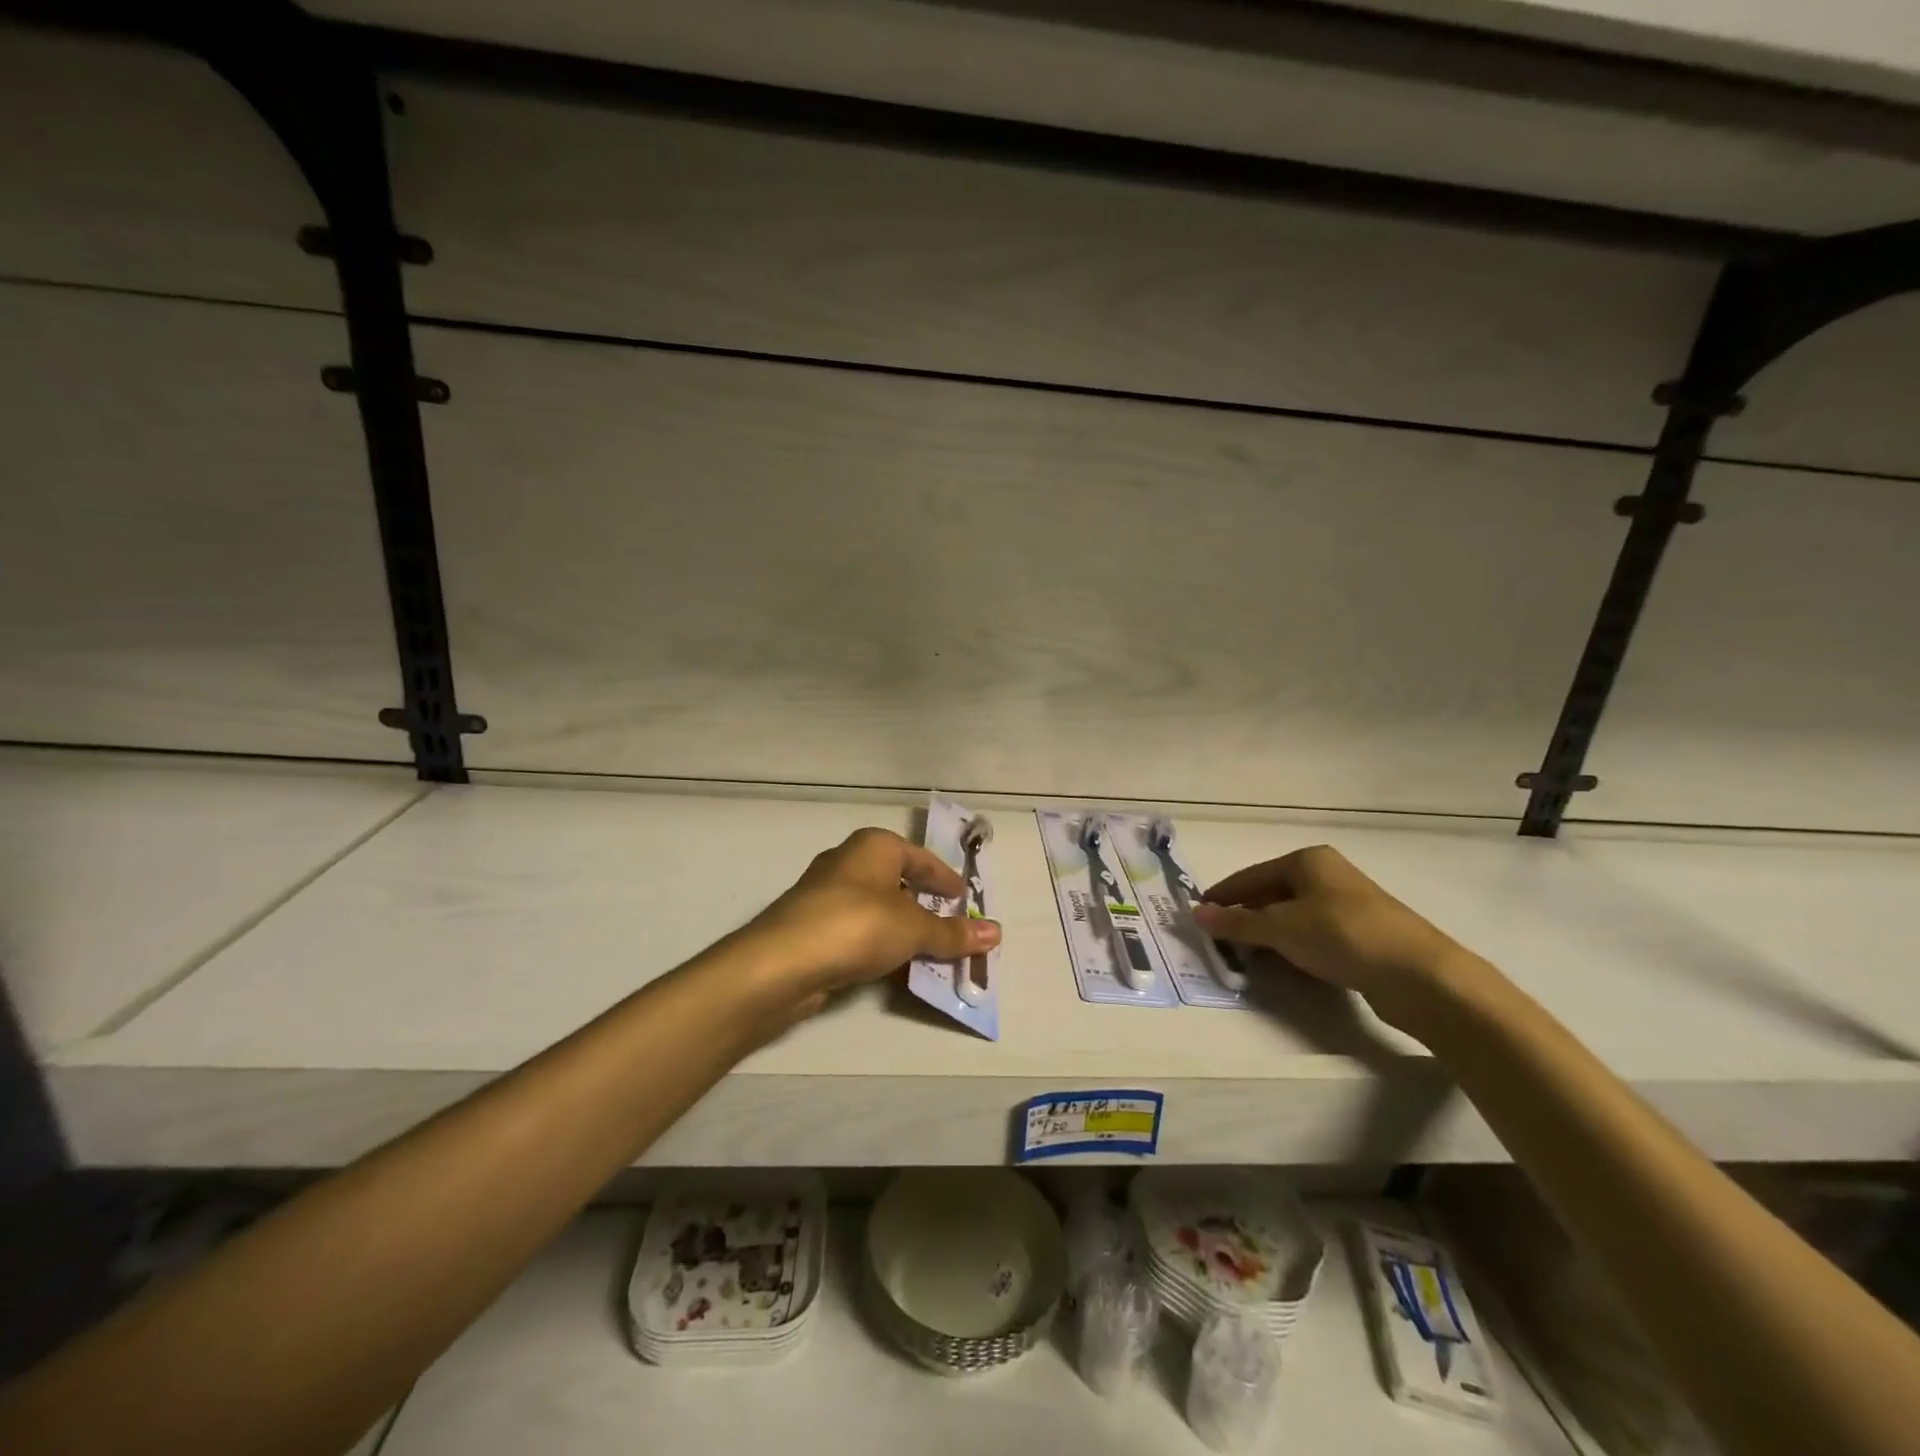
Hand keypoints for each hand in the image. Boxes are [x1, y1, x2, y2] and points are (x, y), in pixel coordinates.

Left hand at [744, 828, 1001, 1008]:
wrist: (782, 962)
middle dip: (924, 905)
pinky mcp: (811, 928)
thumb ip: (953, 932)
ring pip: (876, 909)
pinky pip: (858, 933)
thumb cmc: (857, 925)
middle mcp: (848, 863)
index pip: (920, 858)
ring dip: (901, 929)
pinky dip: (879, 946)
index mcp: (874, 847)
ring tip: (929, 953)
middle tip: (951, 926)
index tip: (964, 899)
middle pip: (897, 881)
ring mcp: (825, 896)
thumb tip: (996, 931)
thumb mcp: (914, 928)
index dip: (945, 878)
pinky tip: (893, 968)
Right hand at [1191, 845, 1473, 1026]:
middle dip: (1245, 915)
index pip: (1251, 875)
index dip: (1223, 895)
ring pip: (1293, 915)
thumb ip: (1238, 922)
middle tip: (1218, 938)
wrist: (1421, 976)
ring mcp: (1348, 904)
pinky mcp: (1362, 934)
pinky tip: (1285, 963)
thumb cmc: (1344, 937)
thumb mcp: (1282, 928)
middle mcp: (1328, 875)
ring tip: (1245, 954)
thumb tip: (1196, 913)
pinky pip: (1314, 934)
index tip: (1199, 914)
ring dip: (1269, 933)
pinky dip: (1294, 945)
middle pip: (1272, 893)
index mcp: (1308, 861)